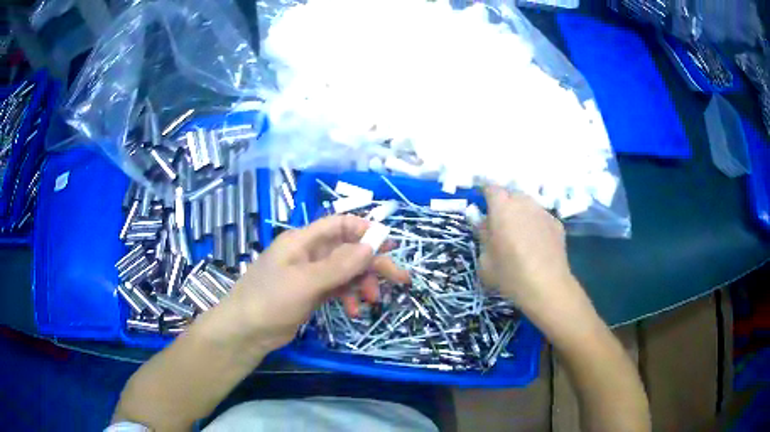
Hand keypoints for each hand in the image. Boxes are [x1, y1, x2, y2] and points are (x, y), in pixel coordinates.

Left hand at [215, 215, 409, 351]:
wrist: (246, 331)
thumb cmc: (270, 300)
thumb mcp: (305, 282)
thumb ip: (339, 265)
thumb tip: (371, 246)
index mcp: (304, 240)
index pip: (340, 224)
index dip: (366, 230)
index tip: (389, 244)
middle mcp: (309, 253)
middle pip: (348, 251)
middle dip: (373, 263)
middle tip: (400, 279)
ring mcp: (310, 274)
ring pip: (345, 272)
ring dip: (362, 284)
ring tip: (373, 301)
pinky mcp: (311, 293)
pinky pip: (337, 289)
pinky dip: (348, 297)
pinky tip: (354, 311)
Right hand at [478, 186, 581, 317]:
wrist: (546, 286)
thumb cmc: (510, 274)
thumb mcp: (484, 260)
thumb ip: (482, 235)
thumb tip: (483, 222)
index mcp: (502, 207)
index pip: (491, 188)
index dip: (485, 194)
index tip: (482, 206)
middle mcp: (524, 203)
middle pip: (511, 194)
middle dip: (504, 204)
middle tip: (500, 223)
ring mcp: (543, 212)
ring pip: (528, 204)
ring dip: (521, 213)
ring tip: (519, 234)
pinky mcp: (557, 223)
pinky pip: (541, 217)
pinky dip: (536, 224)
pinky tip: (536, 243)